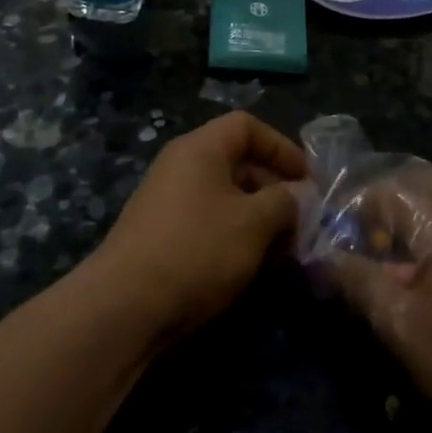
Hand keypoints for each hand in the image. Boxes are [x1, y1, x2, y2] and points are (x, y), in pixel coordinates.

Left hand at [90, 112, 307, 340]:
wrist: (125, 306)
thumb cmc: (198, 249)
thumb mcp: (254, 223)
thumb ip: (285, 202)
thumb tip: (297, 196)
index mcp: (200, 148)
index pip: (246, 126)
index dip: (281, 146)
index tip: (307, 178)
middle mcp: (180, 166)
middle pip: (236, 161)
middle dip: (273, 187)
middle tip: (300, 218)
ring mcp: (166, 202)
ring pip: (224, 196)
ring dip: (257, 217)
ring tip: (282, 248)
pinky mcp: (160, 236)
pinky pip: (207, 222)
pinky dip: (233, 235)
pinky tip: (250, 266)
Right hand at [322, 160, 431, 432]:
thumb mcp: (400, 325)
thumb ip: (356, 280)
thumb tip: (318, 254)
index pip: (383, 188)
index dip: (349, 209)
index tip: (328, 240)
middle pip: (413, 184)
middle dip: (378, 208)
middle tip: (357, 245)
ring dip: (406, 221)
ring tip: (386, 263)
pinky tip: (425, 276)